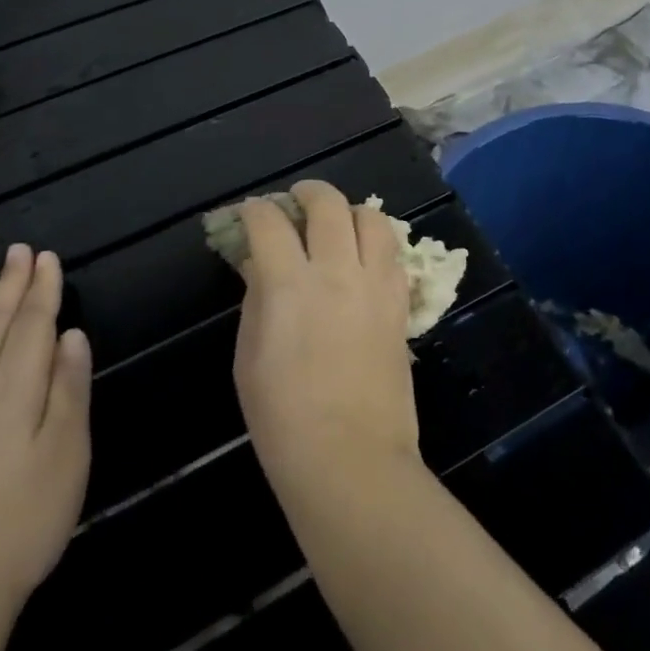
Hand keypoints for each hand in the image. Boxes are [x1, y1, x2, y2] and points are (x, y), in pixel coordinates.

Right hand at [232, 181, 419, 489]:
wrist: (350, 458)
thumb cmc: (283, 418)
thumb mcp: (248, 358)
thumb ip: (255, 299)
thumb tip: (259, 264)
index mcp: (289, 285)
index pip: (269, 223)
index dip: (254, 210)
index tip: (250, 213)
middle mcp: (336, 271)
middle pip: (327, 204)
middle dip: (306, 192)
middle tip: (295, 202)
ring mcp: (375, 284)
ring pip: (371, 217)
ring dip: (348, 211)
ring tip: (336, 225)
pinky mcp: (401, 302)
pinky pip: (394, 253)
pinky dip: (375, 243)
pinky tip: (362, 258)